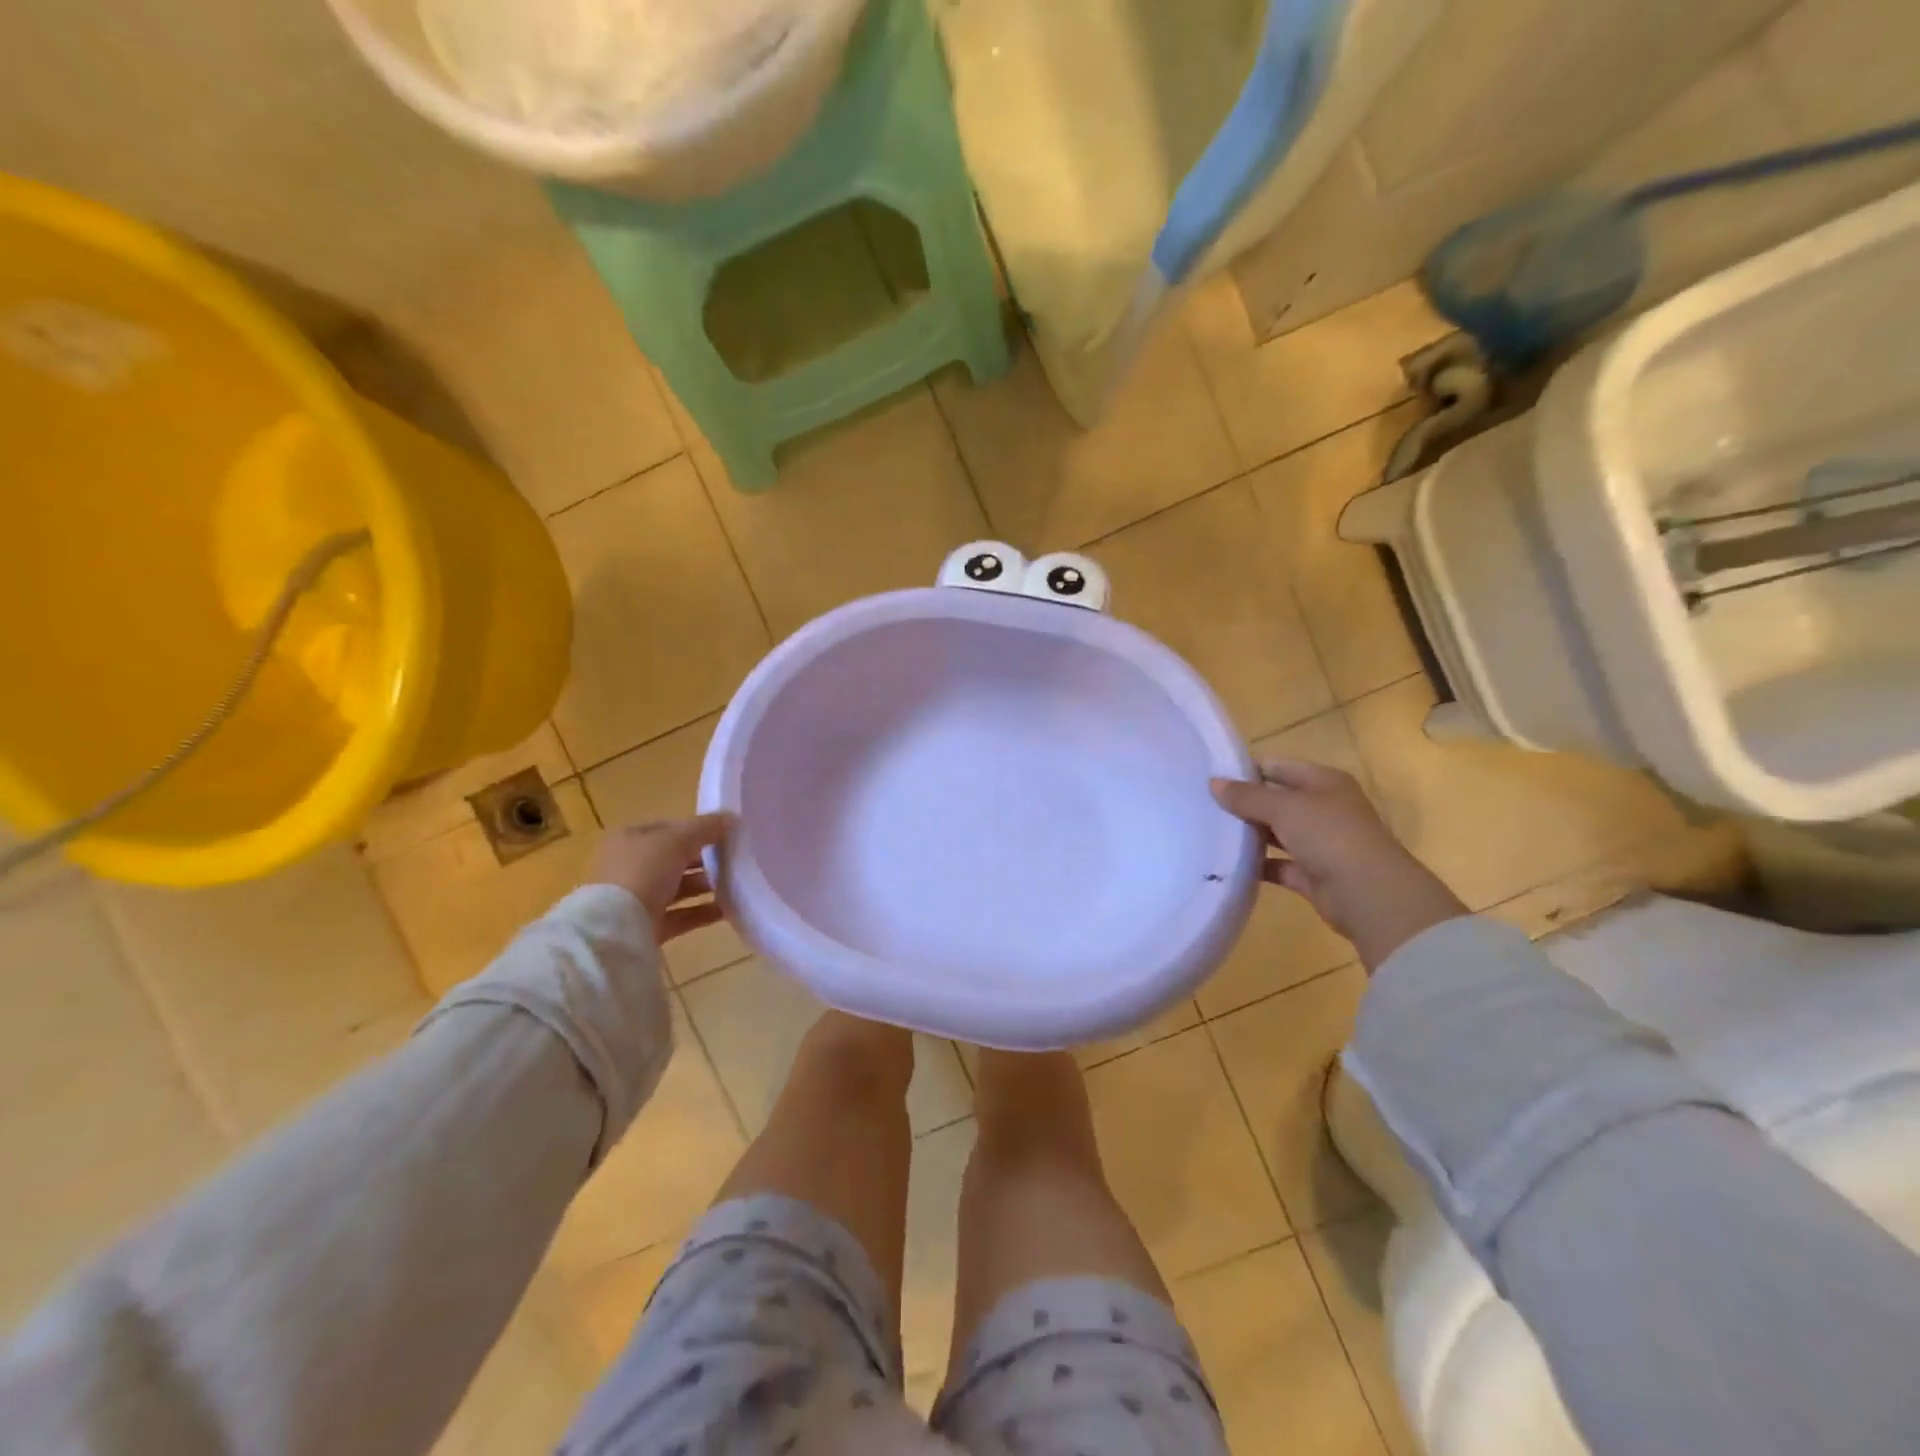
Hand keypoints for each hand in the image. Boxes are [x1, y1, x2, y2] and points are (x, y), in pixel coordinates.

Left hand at [587, 815, 731, 943]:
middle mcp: (629, 866)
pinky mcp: (647, 925)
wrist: (618, 928)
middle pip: (673, 858)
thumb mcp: (679, 840)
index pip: (668, 828)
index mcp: (628, 838)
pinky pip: (681, 914)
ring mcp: (637, 898)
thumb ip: (706, 827)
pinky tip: (727, 909)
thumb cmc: (645, 871)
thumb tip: (731, 818)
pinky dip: (702, 911)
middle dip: (703, 859)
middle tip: (733, 860)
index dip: (696, 828)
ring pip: (678, 887)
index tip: (724, 835)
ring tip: (734, 884)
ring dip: (705, 885)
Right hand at [1210, 759, 1464, 969]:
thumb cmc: (1330, 835)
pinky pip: (1279, 865)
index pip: (1279, 767)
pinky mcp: (1312, 874)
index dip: (1247, 770)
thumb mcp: (1284, 807)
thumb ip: (1247, 796)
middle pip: (1277, 800)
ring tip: (1209, 832)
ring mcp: (1320, 843)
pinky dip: (1258, 865)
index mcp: (1324, 782)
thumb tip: (1214, 783)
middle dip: (1245, 803)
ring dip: (1250, 834)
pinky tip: (1228, 864)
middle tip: (1203, 805)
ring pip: (1277, 833)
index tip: (1212, 777)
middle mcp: (1324, 809)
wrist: (1369, 895)